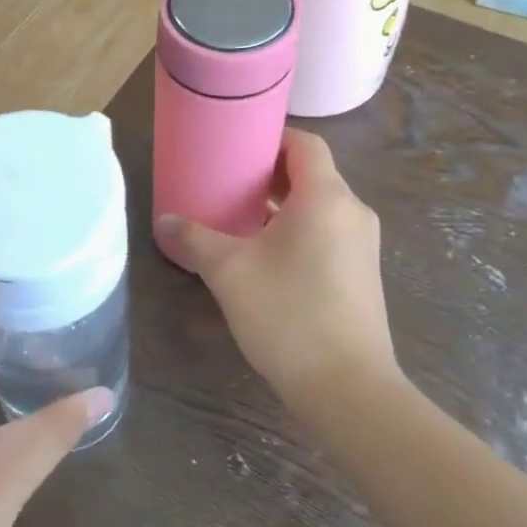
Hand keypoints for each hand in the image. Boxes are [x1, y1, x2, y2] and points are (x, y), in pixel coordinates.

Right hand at [158, 129, 399, 419]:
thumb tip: (164, 220)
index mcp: (326, 198)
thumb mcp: (229, 272)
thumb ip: (195, 239)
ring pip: (319, 205)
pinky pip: (328, 231)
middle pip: (311, 173)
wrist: (349, 389)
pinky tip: (266, 254)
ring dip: (282, 204)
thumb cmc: (289, 316)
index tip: (235, 146)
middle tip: (227, 181)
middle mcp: (352, 212)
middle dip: (269, 173)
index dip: (270, 137)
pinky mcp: (361, 273)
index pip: (304, 143)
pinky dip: (298, 229)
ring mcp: (362, 245)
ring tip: (240, 216)